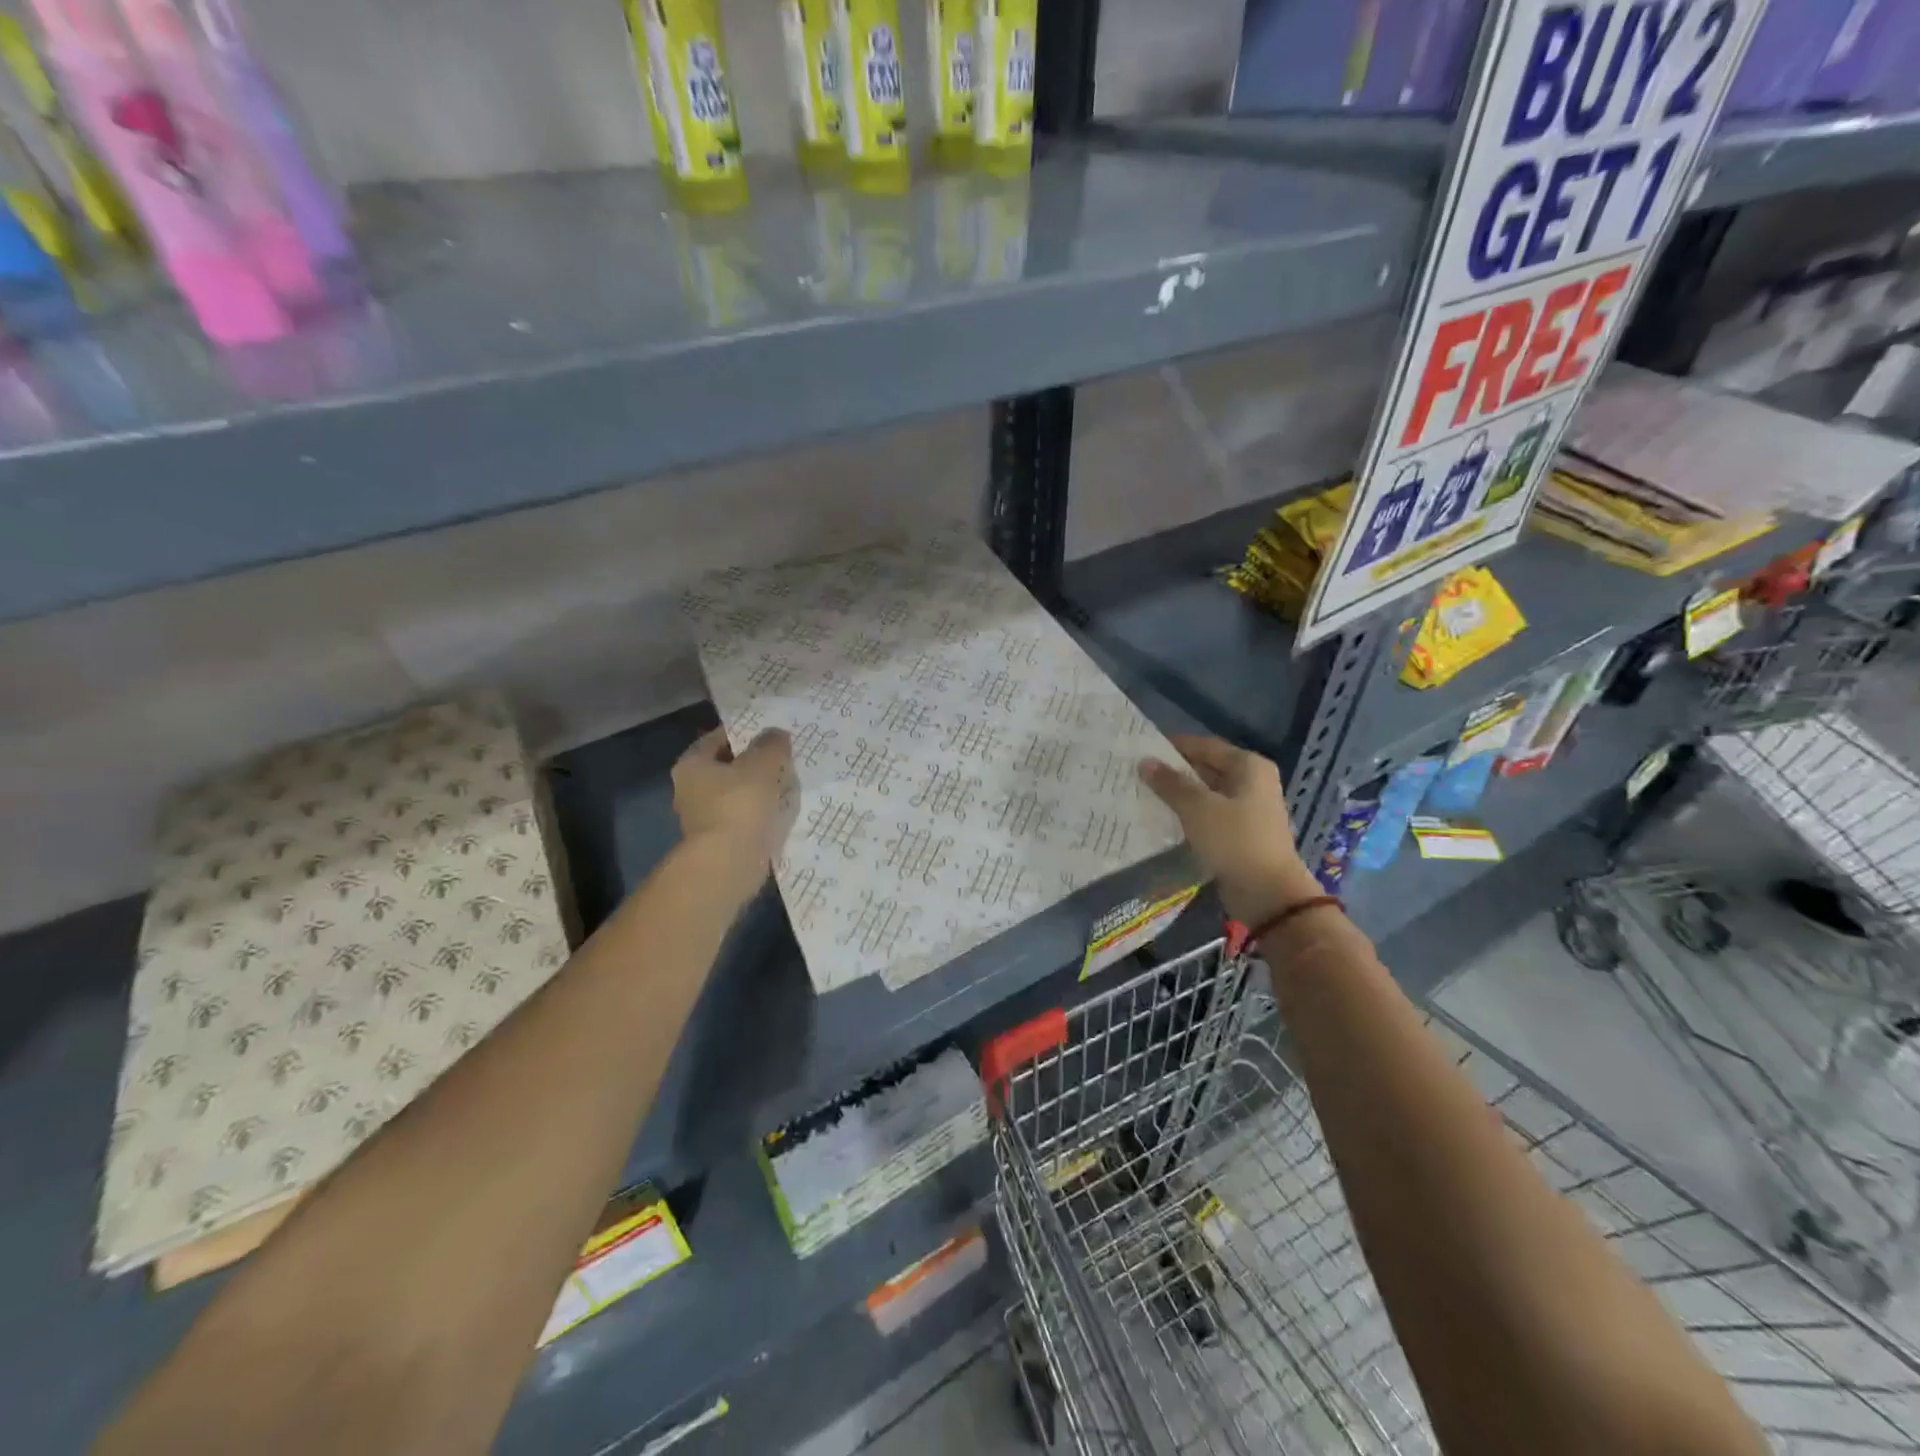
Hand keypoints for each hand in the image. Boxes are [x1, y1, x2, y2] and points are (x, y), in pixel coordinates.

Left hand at [672, 727, 796, 889]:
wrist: (729, 864)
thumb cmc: (740, 805)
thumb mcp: (762, 765)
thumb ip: (771, 745)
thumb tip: (775, 734)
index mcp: (692, 764)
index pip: (719, 738)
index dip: (746, 733)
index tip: (773, 734)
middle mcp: (690, 789)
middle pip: (728, 768)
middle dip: (755, 764)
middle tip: (785, 758)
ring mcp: (704, 818)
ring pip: (738, 795)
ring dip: (760, 791)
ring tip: (790, 785)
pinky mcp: (720, 842)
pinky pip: (745, 819)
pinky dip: (761, 815)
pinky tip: (783, 813)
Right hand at [1139, 735, 1322, 926]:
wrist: (1267, 893)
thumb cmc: (1234, 840)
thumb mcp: (1197, 808)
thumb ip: (1170, 783)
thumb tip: (1145, 762)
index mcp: (1249, 766)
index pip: (1205, 745)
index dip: (1174, 746)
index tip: (1142, 748)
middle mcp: (1253, 781)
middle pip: (1207, 767)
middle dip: (1175, 771)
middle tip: (1139, 772)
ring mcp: (1249, 808)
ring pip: (1207, 793)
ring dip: (1180, 794)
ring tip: (1145, 793)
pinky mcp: (1242, 832)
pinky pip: (1210, 814)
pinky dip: (1190, 813)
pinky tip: (1165, 817)